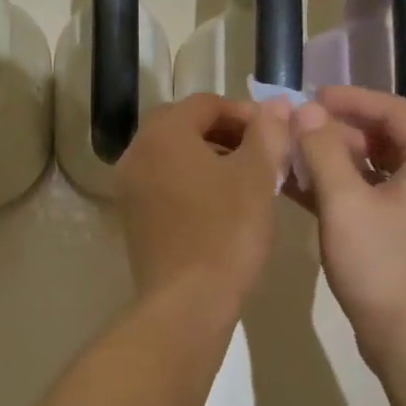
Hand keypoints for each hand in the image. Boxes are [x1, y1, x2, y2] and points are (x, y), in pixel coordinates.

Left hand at [114, 94, 293, 309]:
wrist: (187, 302)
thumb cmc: (226, 232)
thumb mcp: (257, 177)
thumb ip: (267, 133)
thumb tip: (275, 104)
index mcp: (163, 134)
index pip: (205, 103)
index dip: (244, 112)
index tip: (275, 132)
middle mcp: (137, 153)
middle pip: (184, 126)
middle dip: (226, 132)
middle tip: (261, 152)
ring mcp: (129, 188)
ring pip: (173, 156)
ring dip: (209, 156)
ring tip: (247, 179)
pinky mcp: (133, 217)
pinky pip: (164, 183)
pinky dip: (192, 182)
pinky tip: (222, 205)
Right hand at [290, 86, 405, 366]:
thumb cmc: (380, 263)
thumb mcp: (344, 202)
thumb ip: (323, 150)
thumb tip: (304, 110)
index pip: (392, 109)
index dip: (350, 99)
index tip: (310, 97)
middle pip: (381, 137)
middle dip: (335, 130)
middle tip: (293, 129)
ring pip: (371, 167)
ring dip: (332, 159)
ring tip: (290, 156)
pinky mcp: (400, 232)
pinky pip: (367, 194)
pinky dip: (336, 187)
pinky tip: (298, 188)